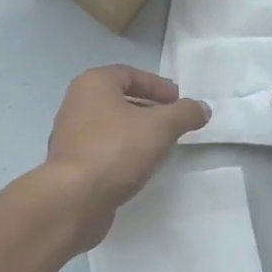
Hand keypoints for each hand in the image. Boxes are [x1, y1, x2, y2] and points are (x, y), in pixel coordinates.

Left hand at [44, 66, 209, 249]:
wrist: (74, 198)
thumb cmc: (116, 150)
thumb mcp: (160, 127)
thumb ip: (185, 113)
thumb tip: (202, 108)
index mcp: (93, 84)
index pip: (130, 74)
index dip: (158, 85)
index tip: (179, 101)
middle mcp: (76, 103)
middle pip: (119, 98)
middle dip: (149, 108)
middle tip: (173, 122)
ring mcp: (70, 134)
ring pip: (110, 124)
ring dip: (135, 131)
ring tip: (160, 145)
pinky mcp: (70, 163)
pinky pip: (102, 148)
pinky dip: (122, 150)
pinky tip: (138, 165)